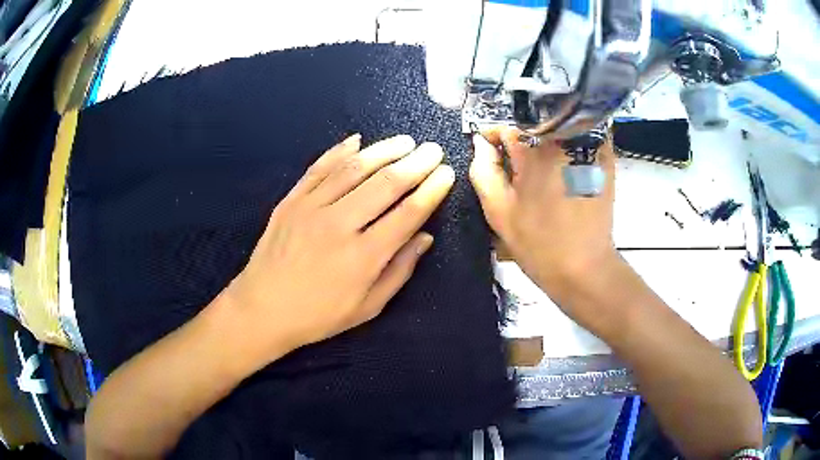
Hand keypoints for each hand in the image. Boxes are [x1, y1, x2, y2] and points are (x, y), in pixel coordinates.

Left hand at [225, 134, 453, 357]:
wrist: (262, 309)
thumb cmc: (318, 316)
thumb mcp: (367, 307)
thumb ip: (399, 271)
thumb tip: (425, 237)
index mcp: (363, 256)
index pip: (407, 213)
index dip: (431, 190)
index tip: (447, 173)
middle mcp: (339, 225)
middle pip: (385, 183)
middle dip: (416, 163)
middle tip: (433, 150)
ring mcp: (311, 208)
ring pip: (354, 168)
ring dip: (383, 150)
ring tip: (405, 141)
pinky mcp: (290, 201)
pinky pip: (318, 168)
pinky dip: (338, 151)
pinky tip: (357, 140)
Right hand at [469, 127, 619, 314]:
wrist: (585, 267)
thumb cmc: (539, 243)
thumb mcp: (499, 211)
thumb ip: (483, 171)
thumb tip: (481, 143)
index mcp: (534, 152)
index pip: (506, 126)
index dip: (493, 136)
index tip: (488, 150)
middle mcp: (563, 140)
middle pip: (533, 123)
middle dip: (519, 140)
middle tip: (514, 165)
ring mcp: (587, 147)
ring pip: (557, 127)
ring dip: (544, 140)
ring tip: (539, 168)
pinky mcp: (605, 158)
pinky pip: (581, 138)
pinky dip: (568, 144)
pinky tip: (563, 168)